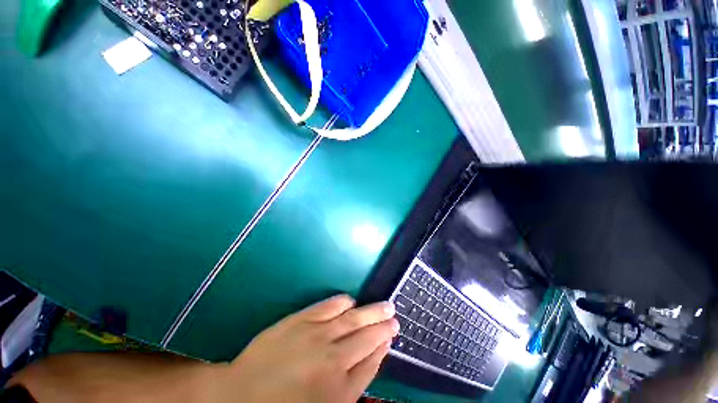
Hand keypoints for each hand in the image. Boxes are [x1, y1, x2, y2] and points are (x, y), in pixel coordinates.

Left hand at [219, 295, 397, 402]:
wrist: (241, 396)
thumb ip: (353, 384)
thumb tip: (373, 357)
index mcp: (340, 389)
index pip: (371, 362)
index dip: (383, 347)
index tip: (391, 336)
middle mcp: (333, 359)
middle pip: (367, 337)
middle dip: (384, 326)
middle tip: (394, 317)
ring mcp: (317, 335)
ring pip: (354, 319)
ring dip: (371, 312)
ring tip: (385, 306)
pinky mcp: (302, 319)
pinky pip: (330, 306)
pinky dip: (344, 302)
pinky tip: (351, 301)